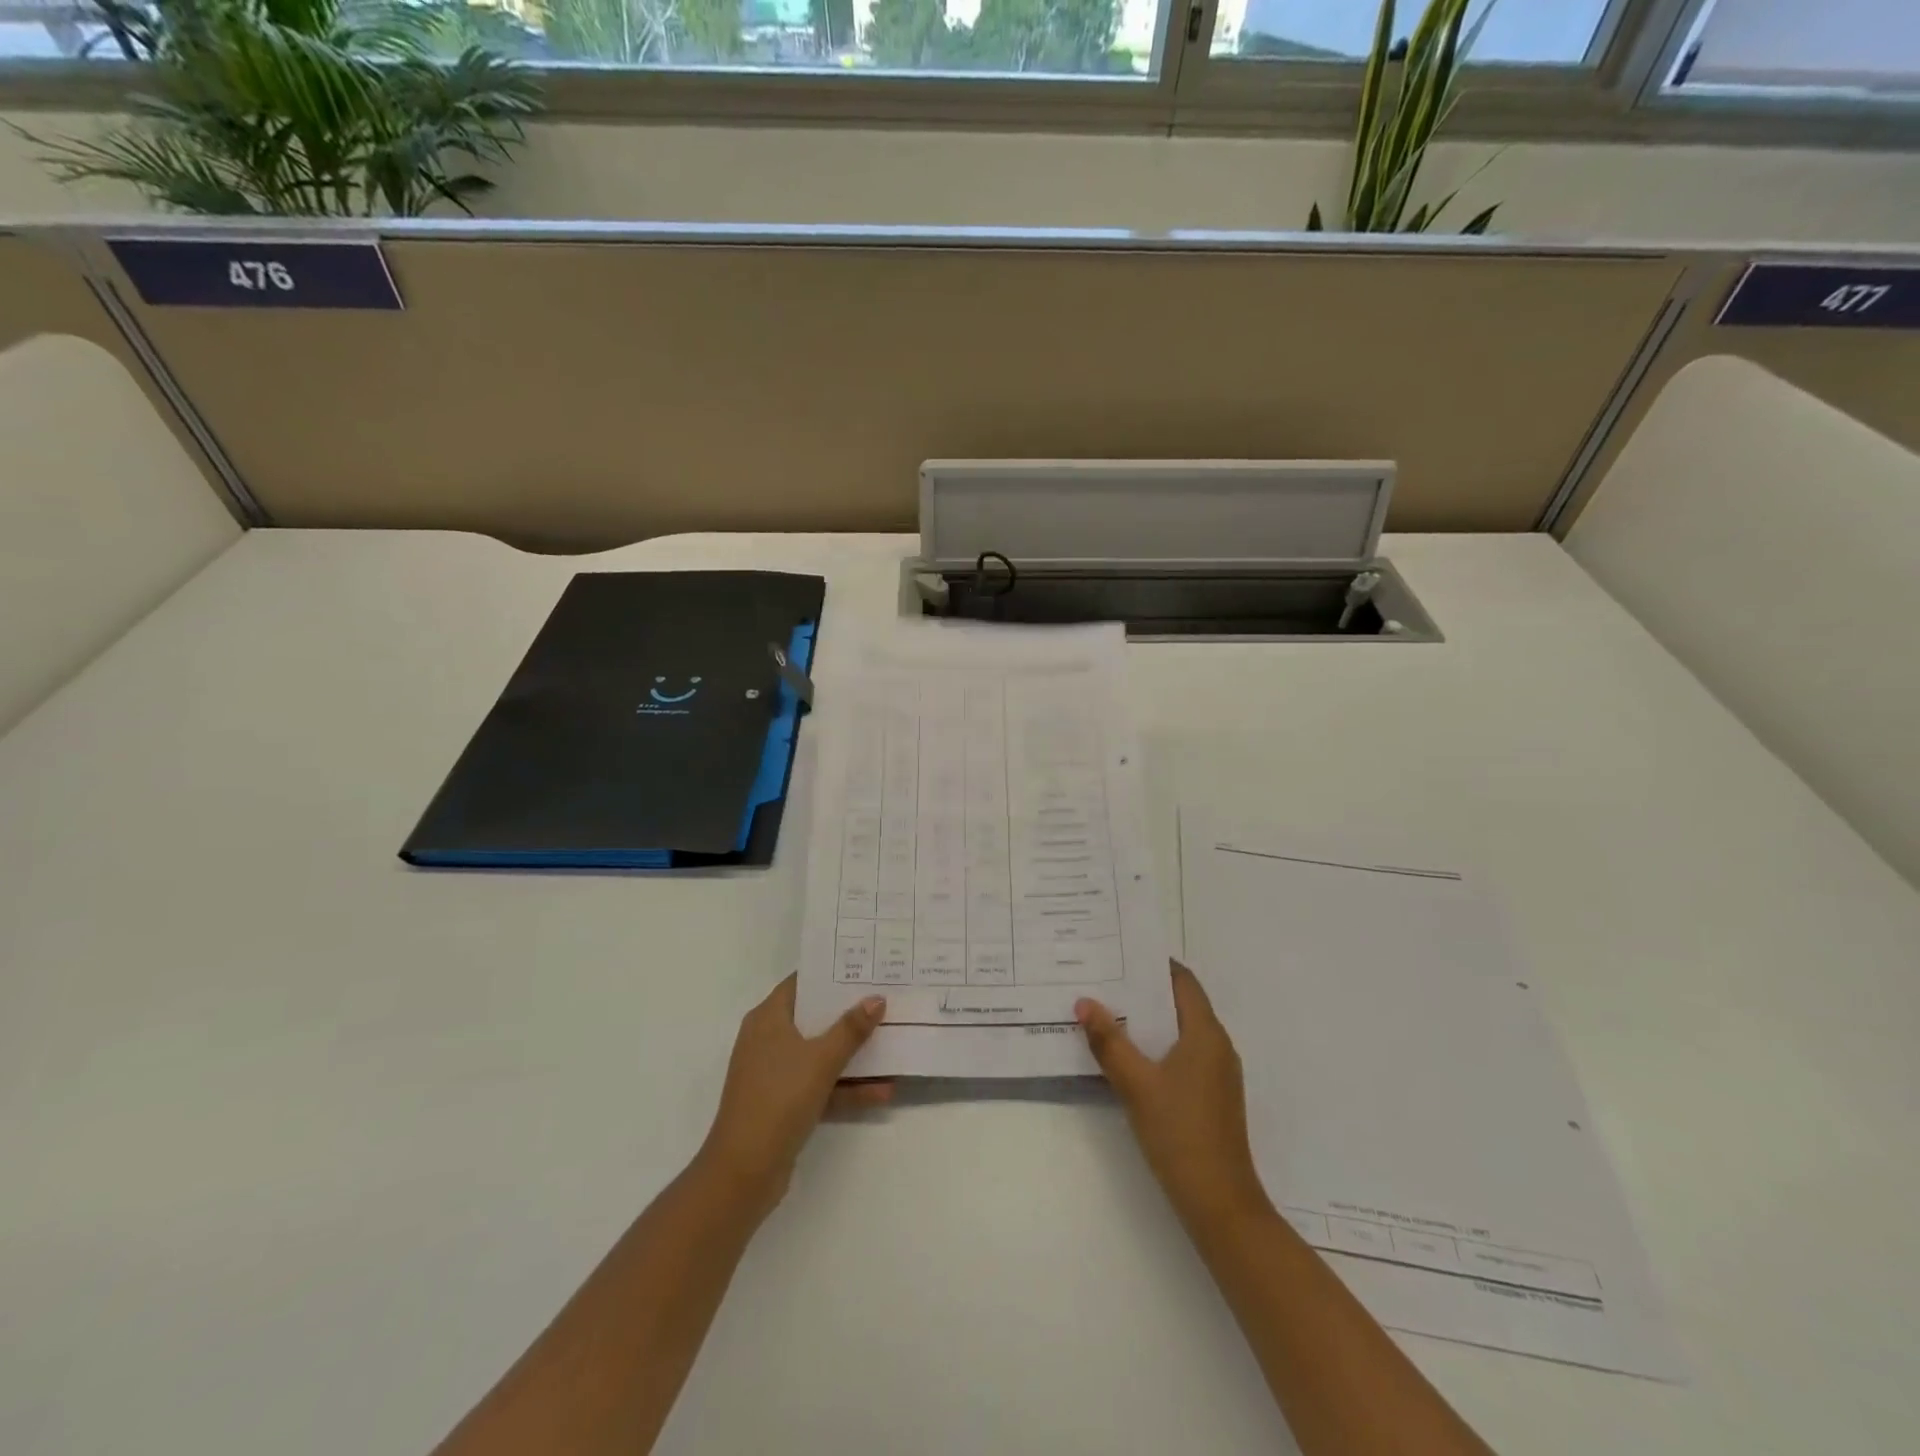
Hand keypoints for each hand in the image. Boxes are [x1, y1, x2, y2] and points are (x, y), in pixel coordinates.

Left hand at [697, 974, 891, 1220]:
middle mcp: (768, 1040)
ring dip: (854, 1054)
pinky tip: (884, 1091)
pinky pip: (821, 1085)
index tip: (865, 968)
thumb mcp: (820, 1059)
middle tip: (886, 999)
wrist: (743, 1172)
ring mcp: (775, 1074)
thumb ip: (850, 1029)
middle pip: (814, 1018)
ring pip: (820, 1054)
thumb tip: (876, 998)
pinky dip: (847, 1087)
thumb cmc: (778, 1099)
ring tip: (893, 1042)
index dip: (831, 974)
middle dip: (850, 1013)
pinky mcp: (784, 1104)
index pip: (801, 983)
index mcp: (768, 1019)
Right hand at [1077, 962, 1269, 1231]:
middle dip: (1143, 991)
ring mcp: (1216, 1074)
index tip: (1119, 953)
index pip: (1182, 981)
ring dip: (1147, 1021)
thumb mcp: (1136, 1084)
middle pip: (1180, 1004)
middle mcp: (1217, 1046)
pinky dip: (1155, 1046)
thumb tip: (1084, 1002)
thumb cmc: (1180, 1133)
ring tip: (1107, 1012)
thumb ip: (1109, 1042)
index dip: (1154, 963)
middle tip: (1103, 980)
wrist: (1220, 1204)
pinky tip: (1127, 1055)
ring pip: (1179, 1031)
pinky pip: (1181, 1055)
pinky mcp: (1210, 1097)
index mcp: (1206, 1034)